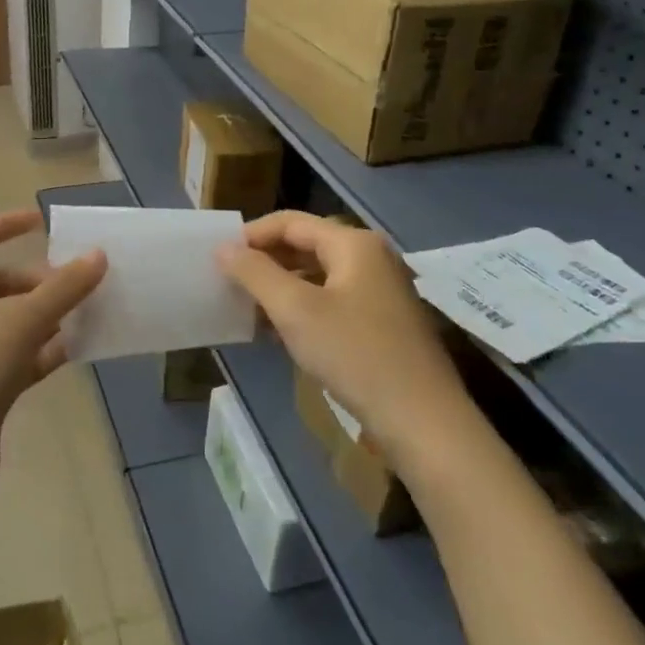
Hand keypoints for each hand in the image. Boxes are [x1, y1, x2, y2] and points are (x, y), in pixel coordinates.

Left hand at [0, 210, 106, 509]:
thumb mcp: (21, 322)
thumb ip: (63, 289)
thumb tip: (98, 255)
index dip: (6, 225)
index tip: (42, 223)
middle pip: (1, 283)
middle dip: (39, 280)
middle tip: (76, 286)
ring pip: (15, 321)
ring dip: (48, 314)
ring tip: (87, 312)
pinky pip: (22, 356)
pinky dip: (47, 349)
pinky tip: (78, 348)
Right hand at [218, 212, 468, 449]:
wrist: (424, 423)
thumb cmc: (355, 354)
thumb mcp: (295, 310)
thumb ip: (255, 273)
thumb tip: (224, 248)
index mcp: (353, 244)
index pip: (290, 222)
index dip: (252, 235)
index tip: (219, 257)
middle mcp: (371, 258)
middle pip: (306, 245)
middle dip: (266, 263)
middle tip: (230, 283)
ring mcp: (381, 291)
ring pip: (318, 276)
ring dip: (282, 289)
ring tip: (249, 310)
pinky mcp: (384, 323)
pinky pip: (333, 301)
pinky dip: (304, 310)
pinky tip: (281, 334)